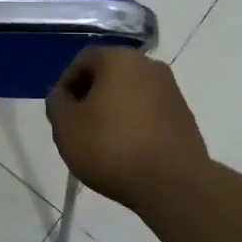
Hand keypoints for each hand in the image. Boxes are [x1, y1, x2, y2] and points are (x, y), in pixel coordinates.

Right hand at [47, 48, 209, 208]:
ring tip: (101, 143)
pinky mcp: (184, 116)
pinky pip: (149, 113)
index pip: (82, 61)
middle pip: (109, 75)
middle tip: (77, 127)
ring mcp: (171, 91)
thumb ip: (57, 104)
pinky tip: (127, 152)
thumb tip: (62, 95)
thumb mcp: (66, 126)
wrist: (172, 183)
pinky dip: (134, 125)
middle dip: (90, 97)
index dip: (66, 85)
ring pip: (130, 94)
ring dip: (113, 111)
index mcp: (119, 59)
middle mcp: (149, 66)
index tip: (59, 113)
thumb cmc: (111, 147)